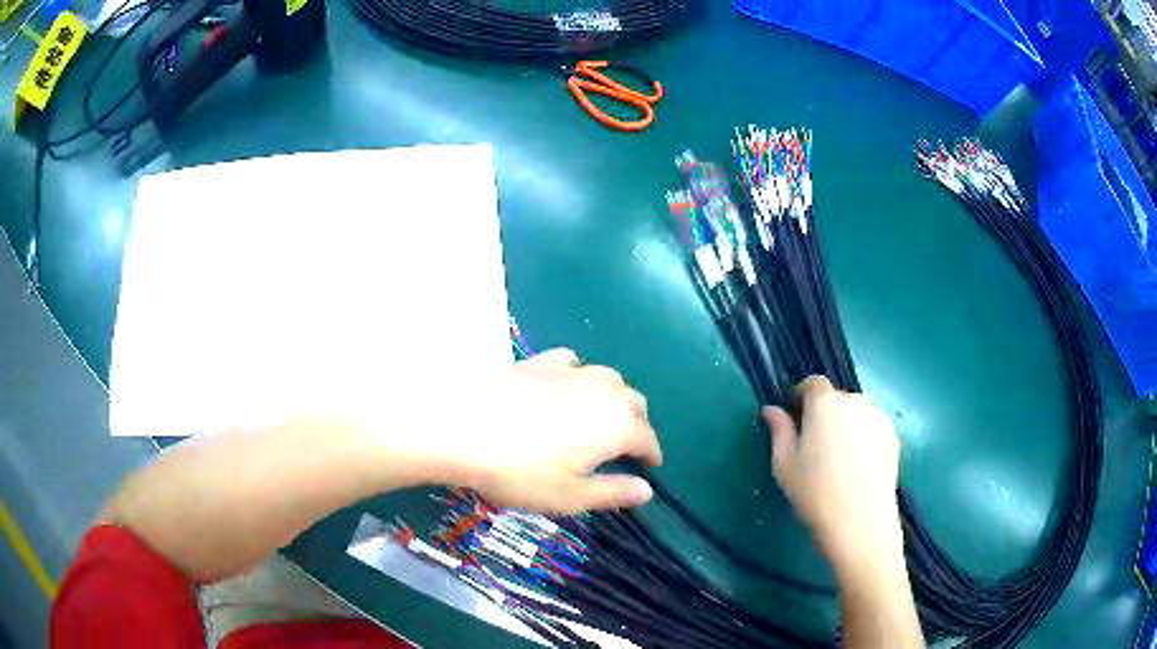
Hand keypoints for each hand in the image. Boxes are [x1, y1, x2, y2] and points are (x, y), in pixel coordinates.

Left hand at [449, 348, 661, 514]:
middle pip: (634, 403)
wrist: (461, 426)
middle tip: (624, 448)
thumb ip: (612, 493)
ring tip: (599, 417)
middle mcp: (604, 391)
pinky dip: (579, 376)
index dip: (650, 455)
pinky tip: (565, 385)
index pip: (647, 439)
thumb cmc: (519, 471)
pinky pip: (574, 363)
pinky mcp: (541, 361)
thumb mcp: (569, 496)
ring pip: (609, 378)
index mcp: (618, 426)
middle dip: (636, 425)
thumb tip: (647, 491)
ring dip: (613, 398)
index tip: (648, 468)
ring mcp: (572, 371)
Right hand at [764, 376, 902, 572]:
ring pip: (857, 414)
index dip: (801, 396)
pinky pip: (872, 428)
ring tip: (839, 457)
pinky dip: (864, 438)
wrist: (860, 520)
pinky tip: (858, 466)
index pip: (812, 383)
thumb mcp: (784, 463)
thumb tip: (771, 410)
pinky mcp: (893, 437)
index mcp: (825, 403)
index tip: (794, 416)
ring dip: (846, 425)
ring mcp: (878, 418)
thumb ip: (779, 430)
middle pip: (836, 398)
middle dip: (825, 413)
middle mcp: (855, 402)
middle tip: (815, 443)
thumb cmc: (814, 491)